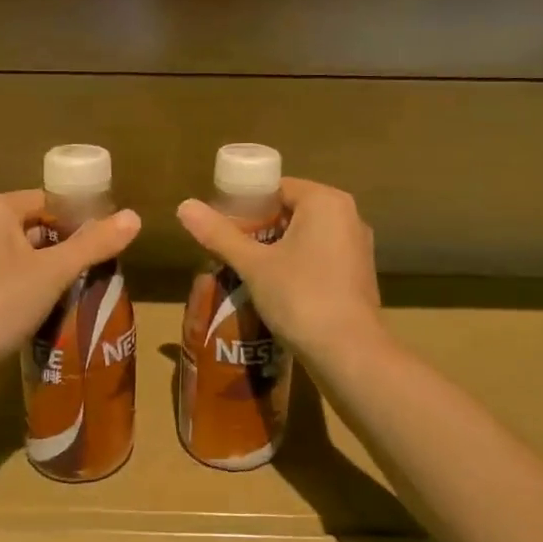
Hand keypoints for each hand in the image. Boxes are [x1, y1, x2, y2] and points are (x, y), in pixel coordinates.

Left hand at [0, 190, 141, 369]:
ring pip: (30, 257)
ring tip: (91, 286)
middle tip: (105, 265)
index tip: (110, 238)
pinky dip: (39, 289)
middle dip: (71, 247)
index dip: (81, 216)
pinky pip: (17, 280)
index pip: (49, 200)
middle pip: (39, 228)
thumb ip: (94, 244)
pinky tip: (63, 307)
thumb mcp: (53, 271)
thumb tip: (135, 217)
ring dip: (57, 271)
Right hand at [176, 178, 383, 361]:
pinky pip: (320, 257)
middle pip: (292, 210)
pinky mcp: (359, 274)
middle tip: (229, 248)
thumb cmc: (301, 297)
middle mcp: (348, 216)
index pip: (277, 187)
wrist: (349, 354)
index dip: (246, 204)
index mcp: (325, 201)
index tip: (222, 225)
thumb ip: (220, 234)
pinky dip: (297, 265)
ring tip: (245, 268)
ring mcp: (357, 247)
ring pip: (306, 236)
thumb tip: (183, 205)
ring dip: (277, 249)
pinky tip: (274, 288)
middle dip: (259, 228)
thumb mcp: (253, 265)